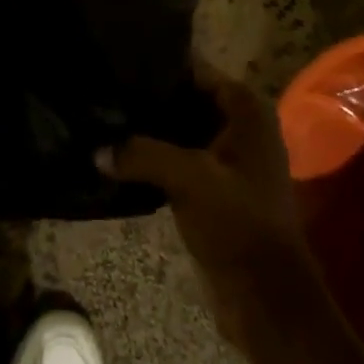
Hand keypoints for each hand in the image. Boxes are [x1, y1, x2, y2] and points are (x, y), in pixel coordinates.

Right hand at [103, 67, 318, 357]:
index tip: (116, 64)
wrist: (267, 299)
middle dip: (149, 99)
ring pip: (181, 128)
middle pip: (186, 97)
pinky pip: (180, 156)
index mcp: (246, 107)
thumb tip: (96, 150)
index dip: (158, 66)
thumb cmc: (238, 223)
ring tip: (104, 119)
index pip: (195, 69)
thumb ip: (141, 154)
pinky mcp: (216, 186)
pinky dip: (155, 155)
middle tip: (104, 92)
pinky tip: (120, 154)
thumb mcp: (189, 179)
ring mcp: (230, 156)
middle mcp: (241, 123)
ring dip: (149, 130)